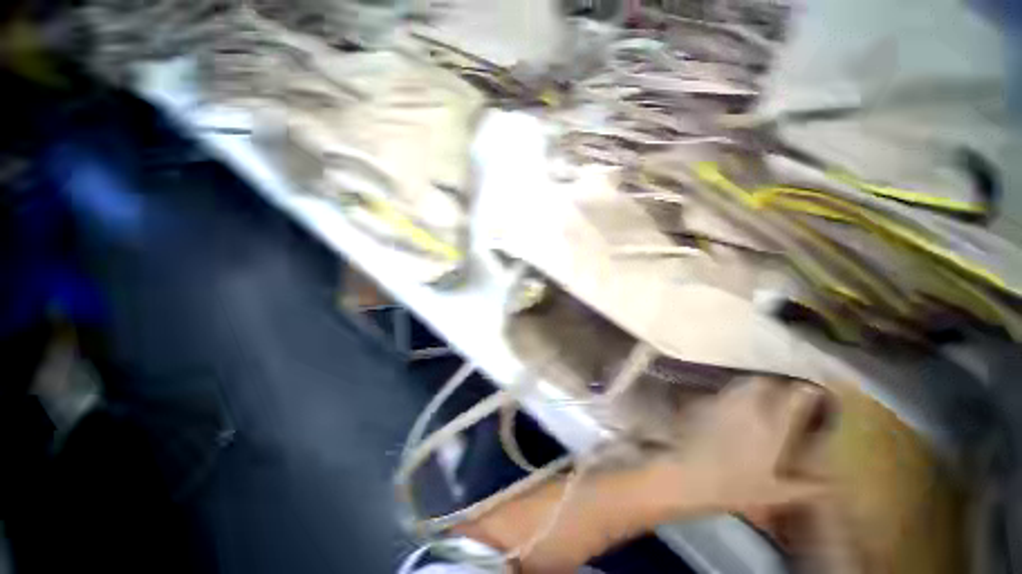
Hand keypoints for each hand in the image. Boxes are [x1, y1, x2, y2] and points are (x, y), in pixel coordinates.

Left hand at [655, 377, 829, 516]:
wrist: (690, 475)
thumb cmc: (735, 488)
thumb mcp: (776, 493)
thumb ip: (807, 487)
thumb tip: (832, 485)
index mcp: (772, 427)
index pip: (794, 398)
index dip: (805, 391)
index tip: (811, 391)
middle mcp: (748, 408)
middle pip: (763, 382)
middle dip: (774, 384)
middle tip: (780, 395)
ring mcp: (722, 402)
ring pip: (741, 383)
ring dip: (752, 387)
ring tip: (757, 399)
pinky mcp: (703, 402)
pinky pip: (722, 393)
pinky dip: (731, 397)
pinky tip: (731, 410)